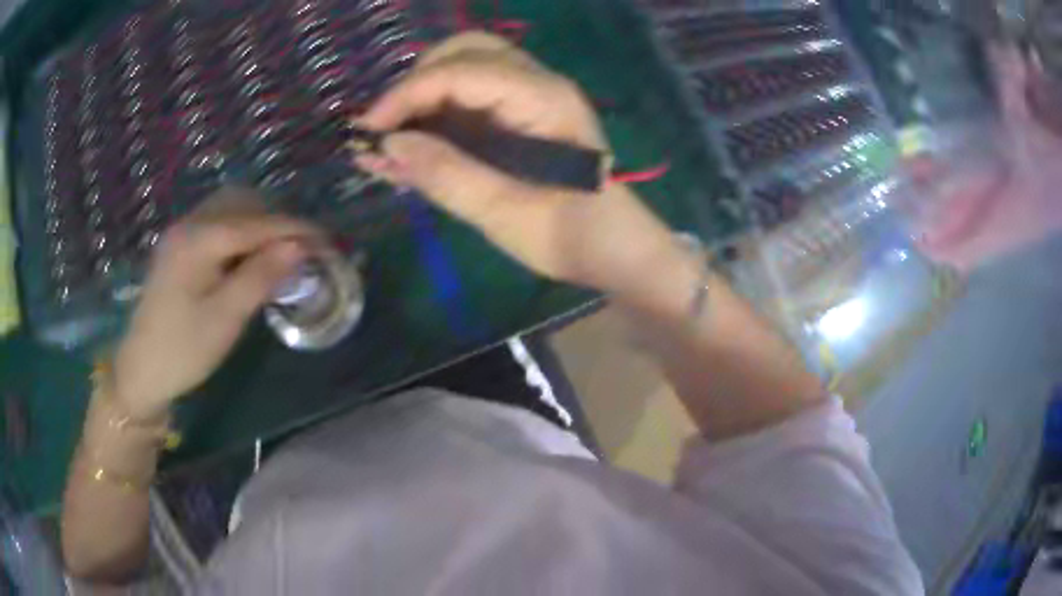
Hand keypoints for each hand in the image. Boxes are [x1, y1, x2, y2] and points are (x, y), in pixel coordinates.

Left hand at [113, 188, 319, 420]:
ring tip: (277, 254)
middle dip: (277, 221)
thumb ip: (261, 277)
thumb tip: (299, 246)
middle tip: (301, 251)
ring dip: (259, 224)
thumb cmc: (184, 350)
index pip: (257, 223)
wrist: (141, 371)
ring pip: (230, 210)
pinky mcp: (178, 246)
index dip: (295, 228)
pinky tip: (246, 258)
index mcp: (199, 240)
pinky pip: (216, 223)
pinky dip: (240, 232)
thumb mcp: (226, 319)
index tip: (327, 241)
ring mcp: (181, 233)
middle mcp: (189, 224)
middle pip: (244, 203)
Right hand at [356, 32, 680, 294]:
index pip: (460, 73)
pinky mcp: (523, 112)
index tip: (365, 131)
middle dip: (416, 81)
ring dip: (424, 93)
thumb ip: (444, 174)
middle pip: (466, 50)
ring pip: (467, 66)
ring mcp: (533, 94)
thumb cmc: (569, 235)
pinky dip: (438, 110)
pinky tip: (414, 143)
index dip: (405, 95)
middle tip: (386, 128)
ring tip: (393, 137)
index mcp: (543, 99)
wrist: (613, 249)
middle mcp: (539, 83)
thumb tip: (385, 145)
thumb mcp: (503, 213)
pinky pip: (473, 94)